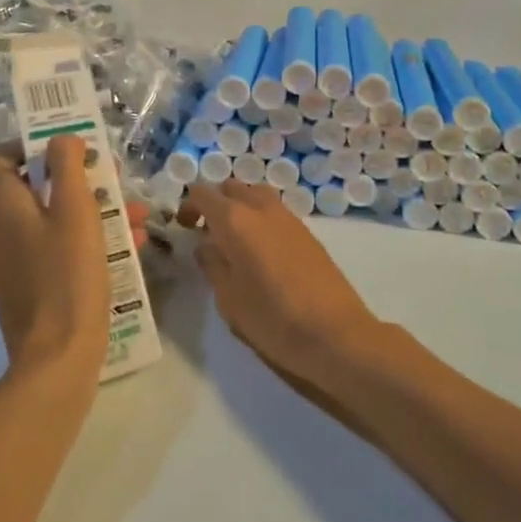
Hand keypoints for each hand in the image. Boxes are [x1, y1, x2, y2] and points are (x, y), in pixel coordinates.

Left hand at [0, 138, 147, 376]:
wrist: (57, 360)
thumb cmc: (68, 274)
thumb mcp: (76, 210)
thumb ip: (68, 165)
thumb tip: (62, 138)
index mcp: (4, 206)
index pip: (5, 157)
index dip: (36, 144)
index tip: (73, 146)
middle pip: (37, 188)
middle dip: (79, 179)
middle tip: (115, 179)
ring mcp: (12, 263)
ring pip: (52, 221)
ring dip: (92, 211)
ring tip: (135, 214)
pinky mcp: (28, 289)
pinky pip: (56, 251)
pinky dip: (86, 242)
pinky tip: (128, 246)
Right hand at [181, 180, 379, 383]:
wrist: (336, 333)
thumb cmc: (273, 319)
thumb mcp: (229, 300)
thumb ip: (213, 266)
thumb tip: (206, 247)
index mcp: (235, 220)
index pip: (203, 193)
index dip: (189, 205)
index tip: (184, 228)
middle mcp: (261, 208)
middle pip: (231, 188)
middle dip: (215, 203)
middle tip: (207, 233)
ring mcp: (288, 217)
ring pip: (255, 195)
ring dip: (240, 208)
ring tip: (235, 241)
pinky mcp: (306, 231)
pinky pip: (274, 211)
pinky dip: (260, 219)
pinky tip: (262, 252)